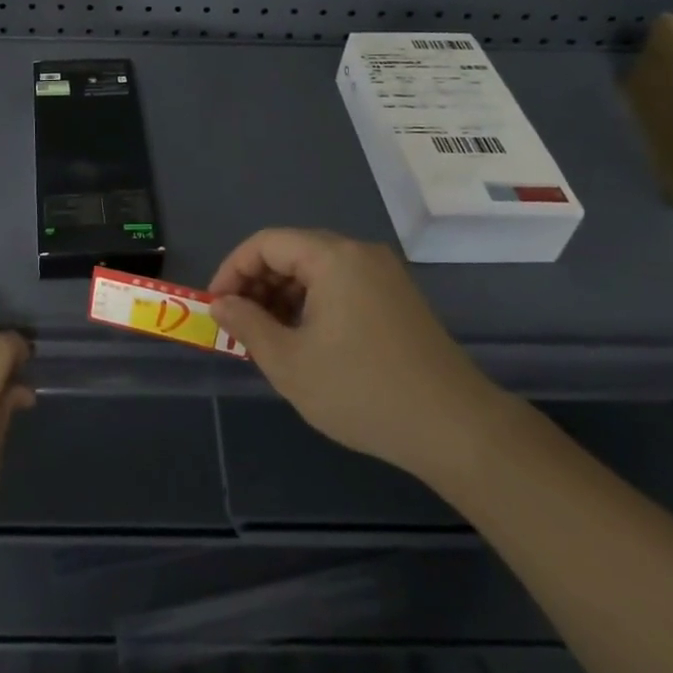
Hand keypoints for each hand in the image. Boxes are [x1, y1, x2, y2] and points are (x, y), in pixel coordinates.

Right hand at [208, 228, 506, 481]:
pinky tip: (307, 341)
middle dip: (258, 284)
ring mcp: (384, 275)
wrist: (455, 428)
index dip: (233, 270)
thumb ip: (247, 325)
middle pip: (292, 252)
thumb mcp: (290, 363)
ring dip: (284, 296)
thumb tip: (221, 305)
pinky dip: (314, 303)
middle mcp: (359, 253)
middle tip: (240, 325)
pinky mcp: (398, 298)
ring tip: (269, 337)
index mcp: (332, 257)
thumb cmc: (362, 391)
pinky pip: (341, 285)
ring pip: (316, 270)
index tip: (216, 306)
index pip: (266, 243)